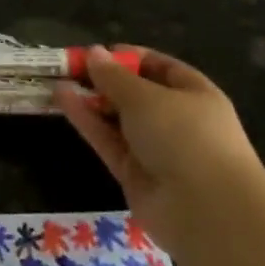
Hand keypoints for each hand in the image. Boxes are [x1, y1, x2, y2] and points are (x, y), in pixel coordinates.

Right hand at [57, 48, 264, 255]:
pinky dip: (87, 122)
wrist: (207, 213)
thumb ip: (114, 76)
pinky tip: (62, 99)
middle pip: (136, 94)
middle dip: (104, 80)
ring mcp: (157, 151)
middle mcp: (177, 122)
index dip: (130, 58)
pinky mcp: (136, 177)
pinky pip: (109, 142)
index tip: (99, 52)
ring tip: (57, 78)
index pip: (161, 68)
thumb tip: (94, 53)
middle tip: (70, 66)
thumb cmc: (185, 135)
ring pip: (118, 120)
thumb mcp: (145, 96)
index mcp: (195, 95)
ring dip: (90, 100)